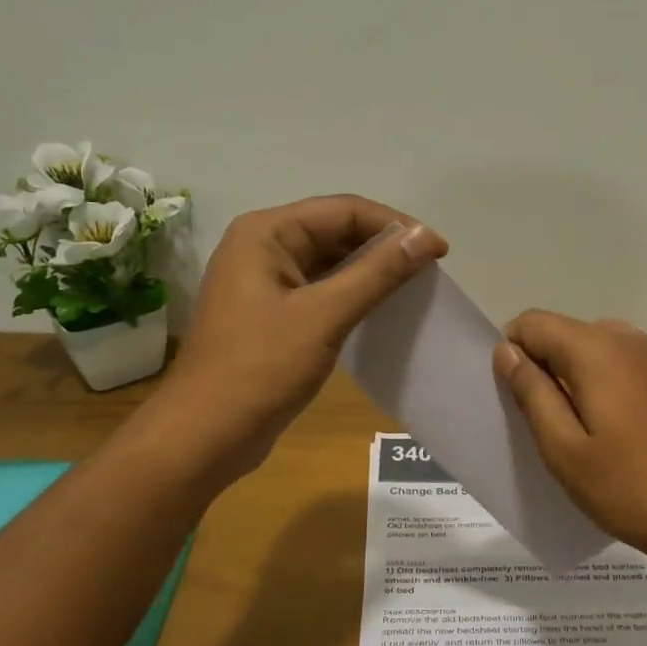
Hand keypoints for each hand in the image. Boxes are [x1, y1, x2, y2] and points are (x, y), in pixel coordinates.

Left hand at [158, 195, 446, 478]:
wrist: (206, 435)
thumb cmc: (261, 369)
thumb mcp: (325, 316)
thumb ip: (378, 272)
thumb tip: (426, 236)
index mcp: (267, 233)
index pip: (344, 210)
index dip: (396, 226)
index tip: (439, 252)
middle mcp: (262, 247)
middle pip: (336, 231)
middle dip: (384, 247)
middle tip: (429, 272)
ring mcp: (264, 282)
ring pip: (330, 262)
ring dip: (371, 272)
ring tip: (413, 290)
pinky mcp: (271, 314)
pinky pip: (321, 291)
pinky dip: (352, 296)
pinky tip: (381, 312)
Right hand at [494, 311, 646, 572]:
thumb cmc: (629, 488)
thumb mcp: (564, 448)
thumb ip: (531, 392)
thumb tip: (506, 351)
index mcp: (595, 348)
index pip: (532, 323)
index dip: (511, 353)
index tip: (512, 399)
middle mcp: (626, 338)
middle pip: (563, 333)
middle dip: (541, 367)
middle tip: (540, 424)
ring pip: (591, 350)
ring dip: (571, 378)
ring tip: (574, 432)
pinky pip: (619, 366)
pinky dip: (600, 386)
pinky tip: (610, 434)